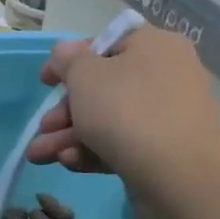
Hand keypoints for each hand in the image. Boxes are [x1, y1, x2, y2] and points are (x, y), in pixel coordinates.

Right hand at [27, 27, 219, 211]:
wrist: (179, 174)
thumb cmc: (127, 110)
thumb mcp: (85, 75)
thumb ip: (68, 60)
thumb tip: (66, 51)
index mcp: (153, 46)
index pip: (107, 44)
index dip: (70, 60)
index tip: (45, 80)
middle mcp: (165, 75)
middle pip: (104, 88)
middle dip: (65, 112)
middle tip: (42, 129)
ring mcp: (167, 116)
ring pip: (108, 120)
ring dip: (70, 136)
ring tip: (40, 156)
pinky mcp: (164, 151)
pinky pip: (123, 144)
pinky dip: (94, 151)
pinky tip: (70, 163)